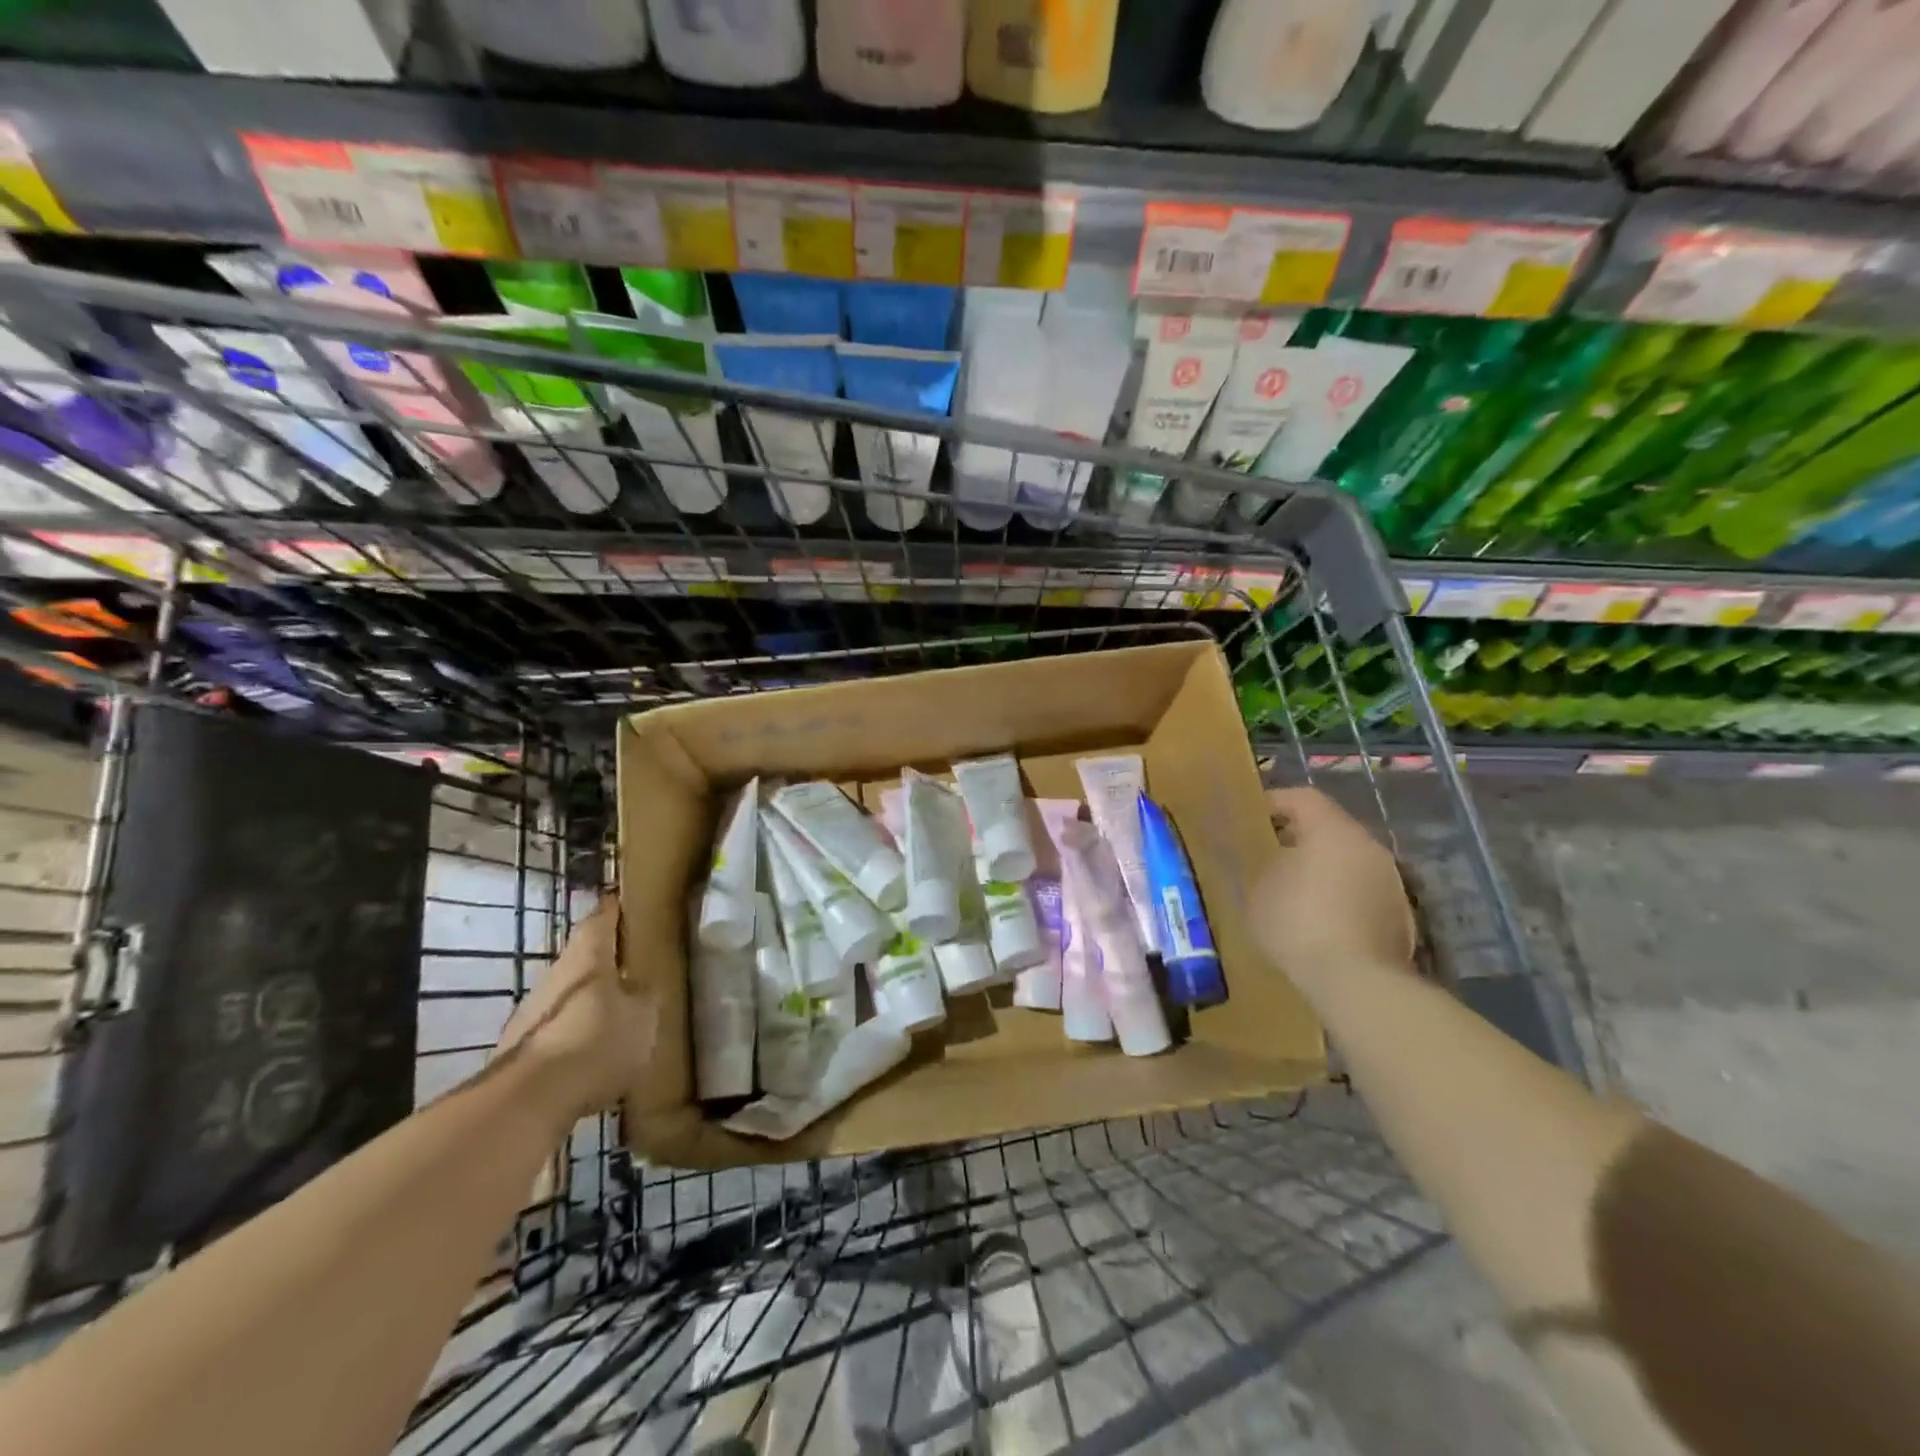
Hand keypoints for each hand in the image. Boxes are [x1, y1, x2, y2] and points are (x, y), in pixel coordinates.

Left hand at [493, 898, 657, 1127]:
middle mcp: (555, 975)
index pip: (601, 919)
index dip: (615, 911)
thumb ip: (646, 994)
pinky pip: (558, 1030)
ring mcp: (532, 1012)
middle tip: (634, 968)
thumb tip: (642, 985)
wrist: (528, 1101)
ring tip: (619, 1018)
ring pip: (569, 995)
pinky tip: (595, 1056)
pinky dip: (576, 1035)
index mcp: (587, 957)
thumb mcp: (644, 1016)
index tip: (629, 906)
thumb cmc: (596, 1042)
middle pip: (583, 959)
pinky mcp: (521, 1048)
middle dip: (606, 962)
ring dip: (591, 1002)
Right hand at [1251, 788, 1415, 998]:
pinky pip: (1362, 891)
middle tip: (1270, 853)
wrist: (1357, 981)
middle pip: (1330, 828)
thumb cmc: (1299, 922)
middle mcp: (1369, 846)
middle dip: (1299, 837)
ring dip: (1322, 868)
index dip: (1275, 801)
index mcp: (1332, 830)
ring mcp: (1391, 881)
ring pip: (1348, 861)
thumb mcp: (1259, 889)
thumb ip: (1264, 865)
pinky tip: (1319, 920)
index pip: (1303, 798)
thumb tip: (1274, 861)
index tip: (1251, 816)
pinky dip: (1340, 896)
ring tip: (1293, 890)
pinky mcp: (1401, 915)